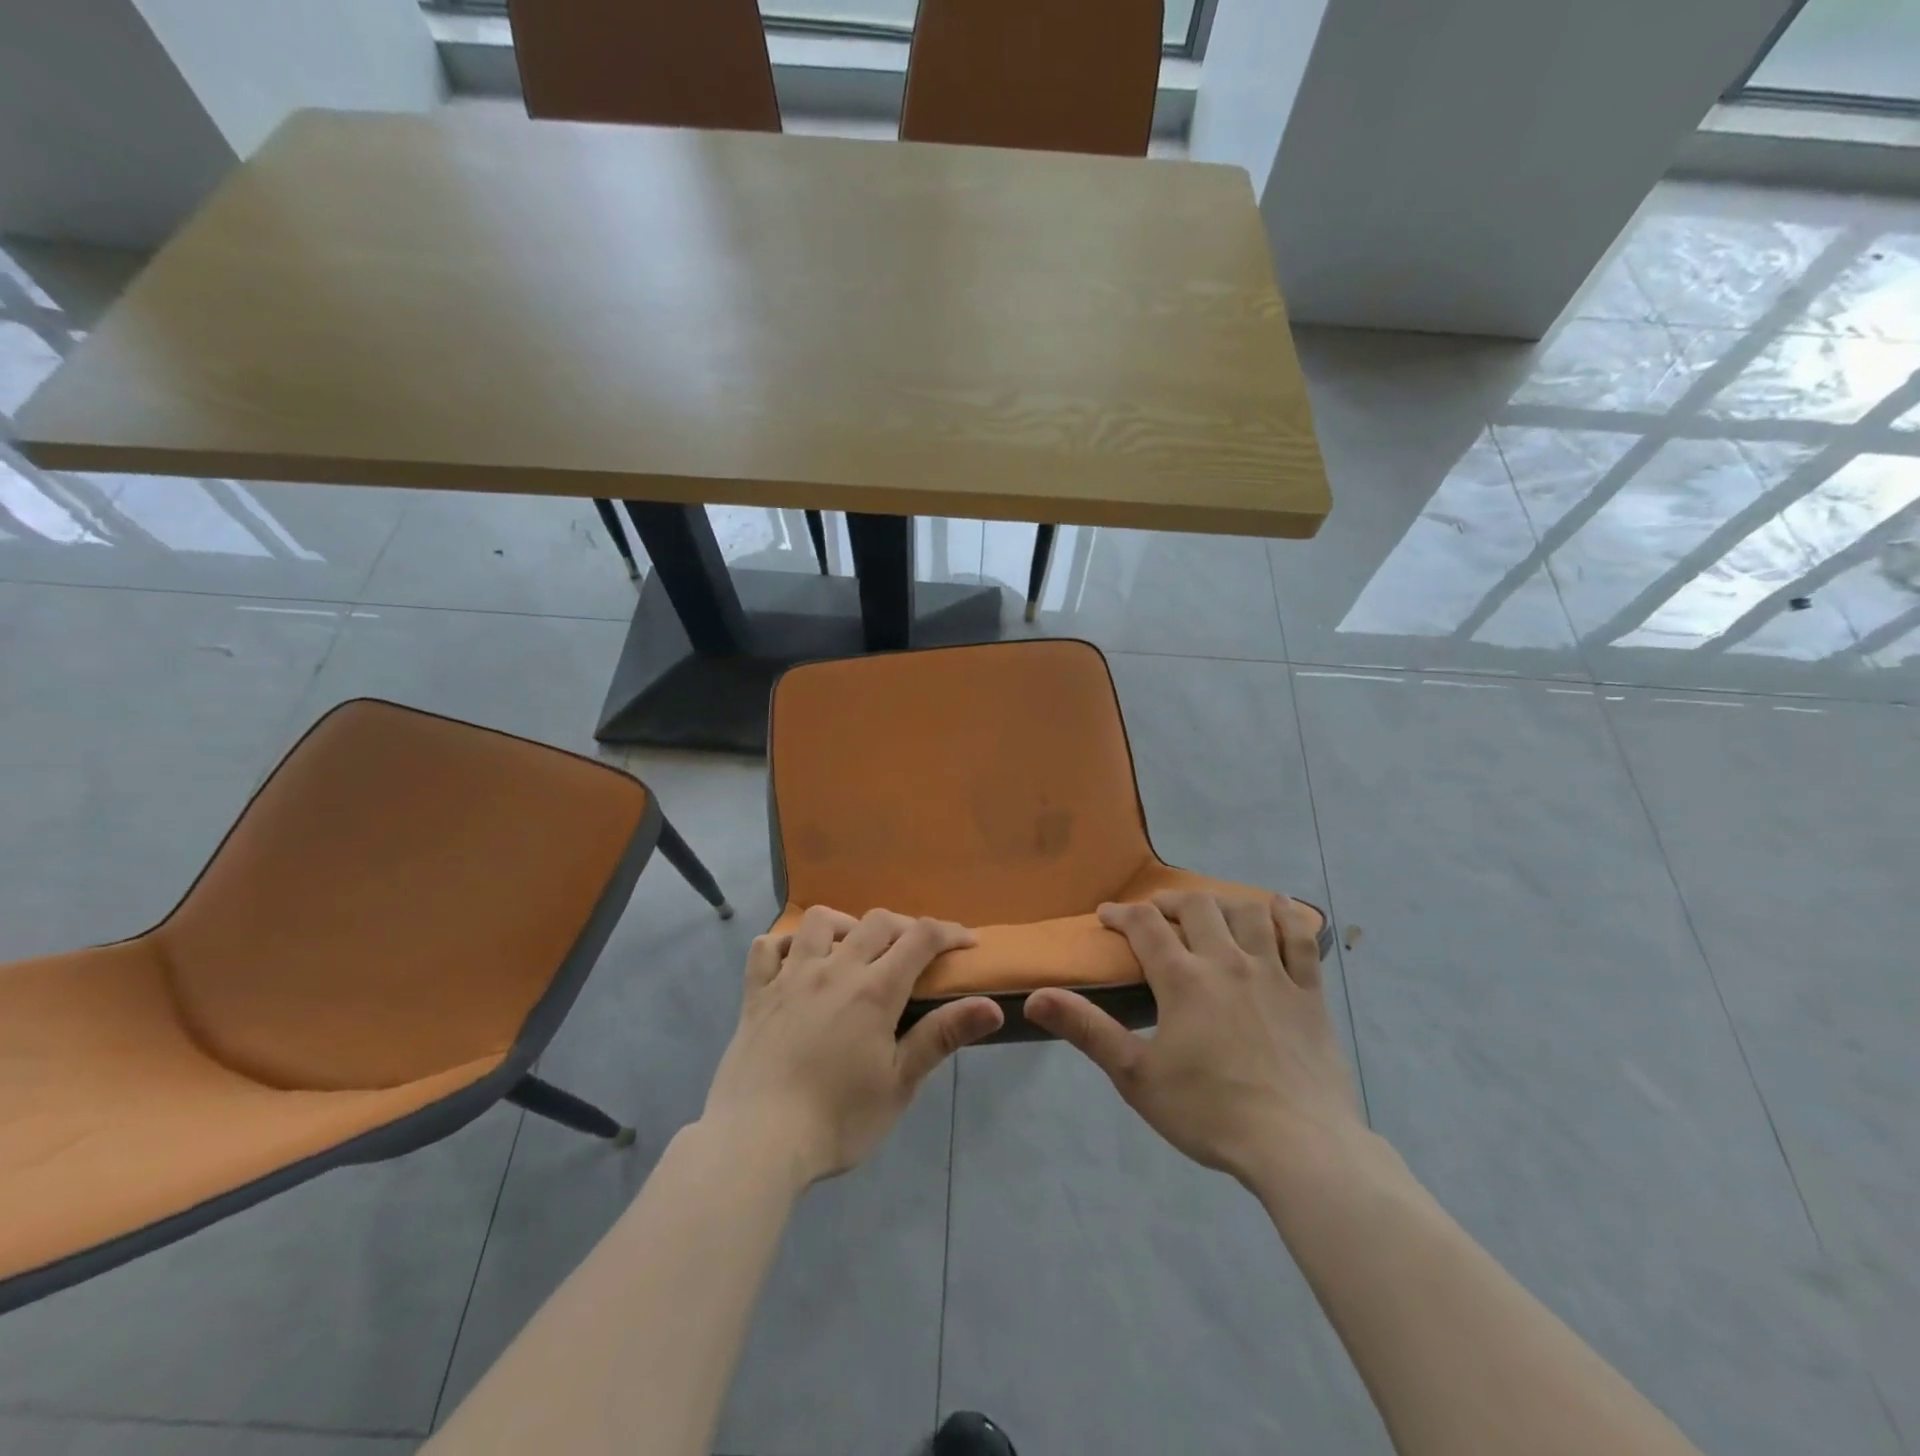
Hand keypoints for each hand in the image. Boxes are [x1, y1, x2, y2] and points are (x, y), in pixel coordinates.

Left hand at [703, 906, 1003, 1182]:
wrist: (756, 1142)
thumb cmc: (837, 1119)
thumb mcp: (899, 1084)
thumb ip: (942, 1037)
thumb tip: (991, 1007)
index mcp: (874, 990)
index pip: (920, 938)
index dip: (949, 932)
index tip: (967, 942)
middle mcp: (834, 970)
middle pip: (876, 922)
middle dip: (905, 926)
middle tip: (916, 952)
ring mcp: (790, 977)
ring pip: (820, 922)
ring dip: (846, 924)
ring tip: (854, 949)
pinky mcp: (756, 994)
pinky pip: (767, 948)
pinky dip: (787, 945)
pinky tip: (797, 962)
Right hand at [1024, 892, 1362, 1183]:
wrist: (1298, 1147)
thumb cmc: (1209, 1112)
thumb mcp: (1136, 1076)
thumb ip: (1087, 1030)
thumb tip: (1035, 996)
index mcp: (1183, 979)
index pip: (1144, 926)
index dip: (1121, 914)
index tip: (1106, 915)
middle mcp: (1227, 962)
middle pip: (1196, 907)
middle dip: (1169, 902)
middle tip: (1155, 913)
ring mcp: (1273, 974)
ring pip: (1247, 914)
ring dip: (1222, 903)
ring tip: (1209, 911)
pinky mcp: (1309, 993)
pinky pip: (1300, 940)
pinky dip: (1288, 917)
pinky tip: (1279, 906)